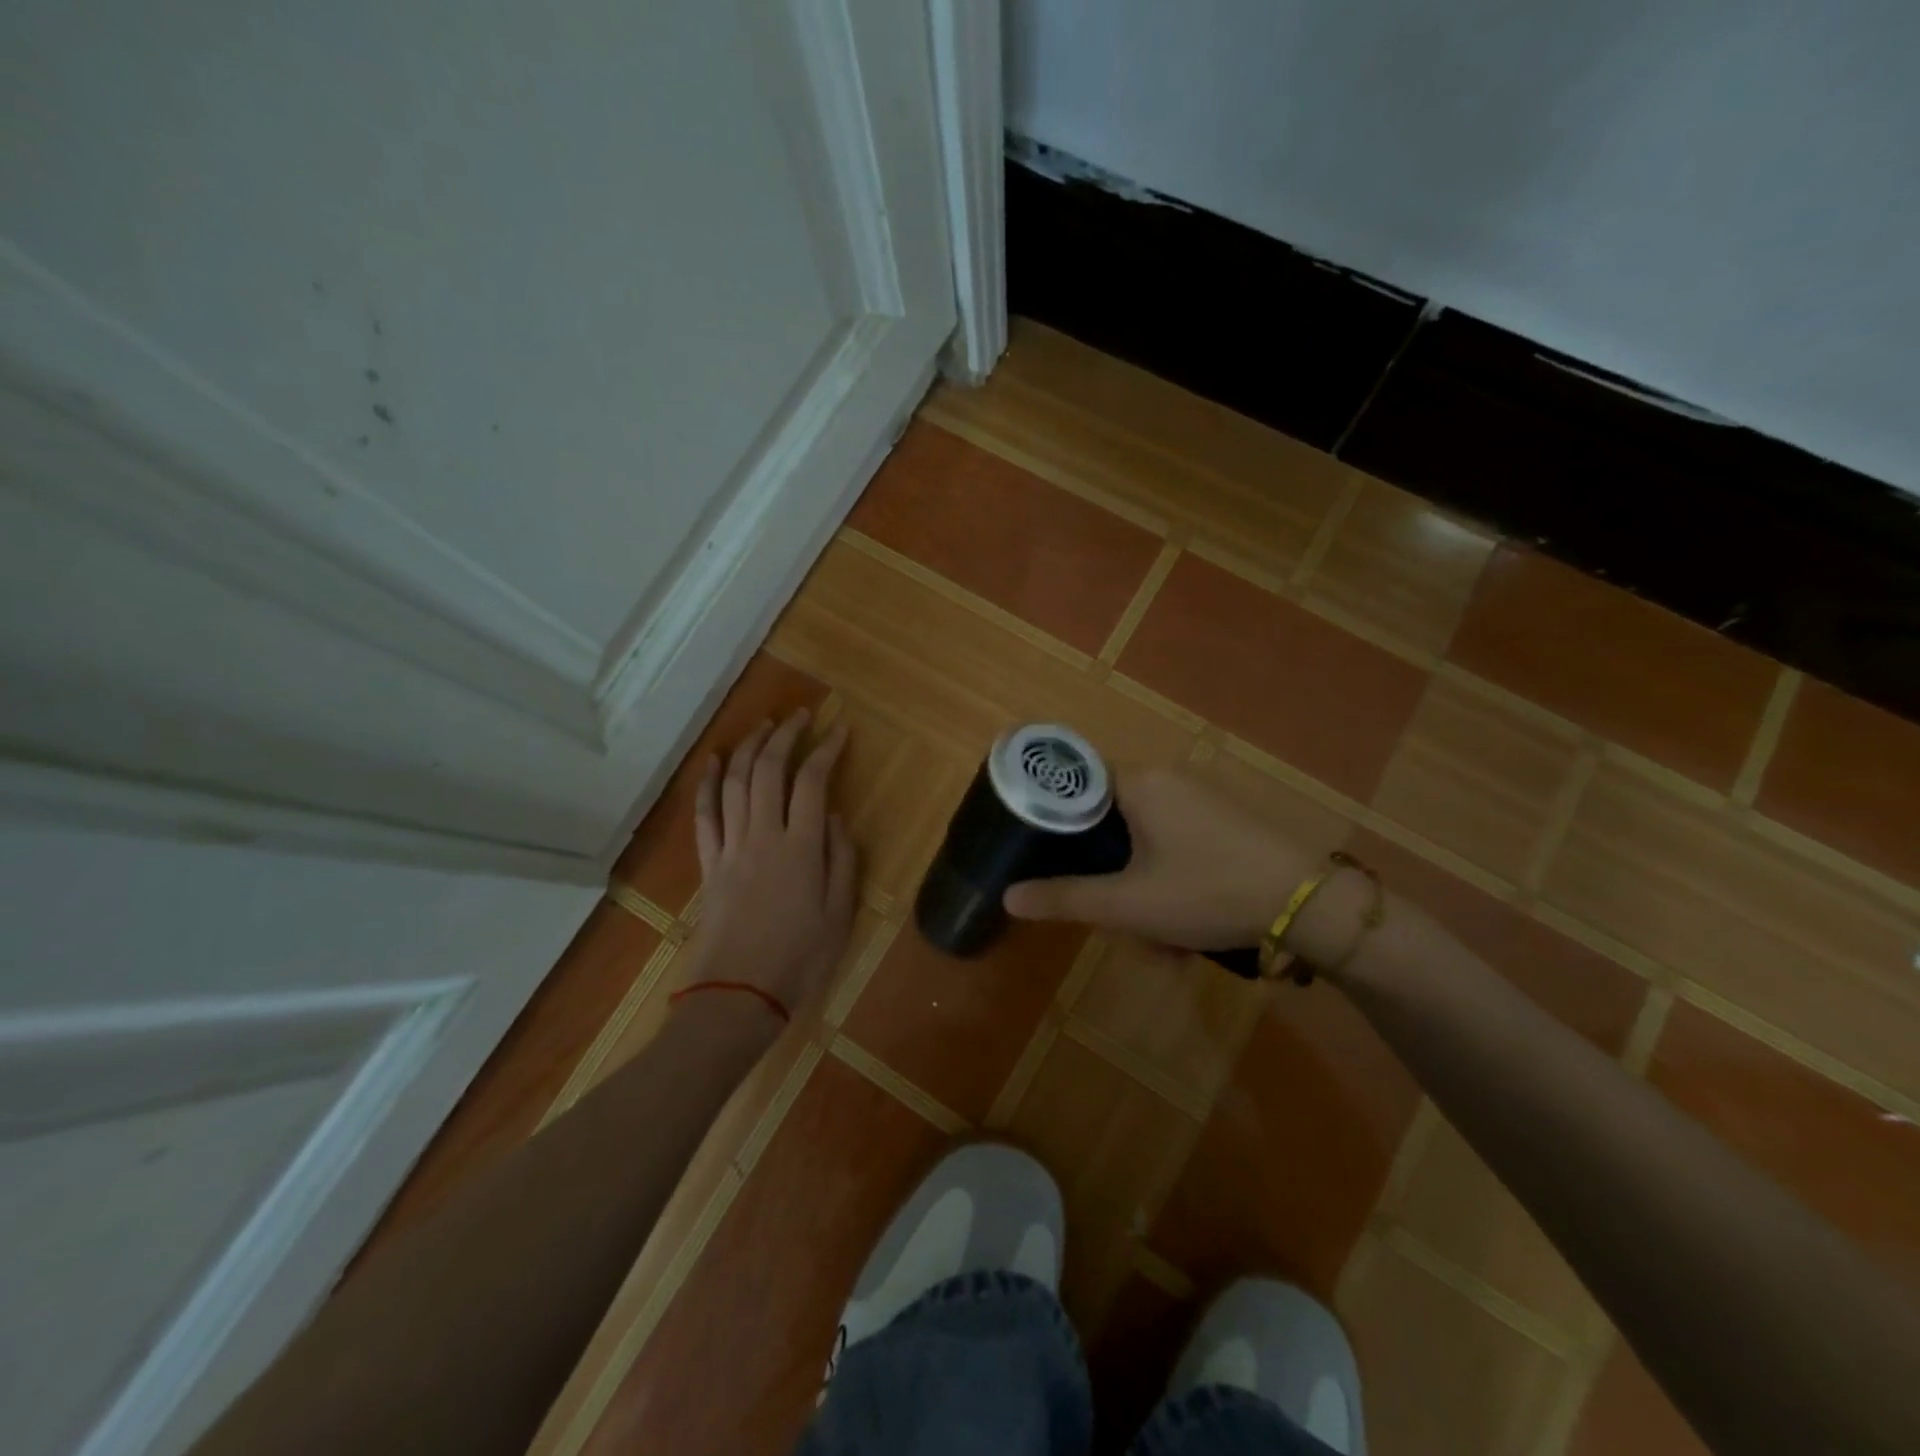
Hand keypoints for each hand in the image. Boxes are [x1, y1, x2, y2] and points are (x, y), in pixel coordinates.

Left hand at [675, 709, 856, 1025]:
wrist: (738, 994)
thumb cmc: (800, 958)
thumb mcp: (840, 913)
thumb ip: (842, 859)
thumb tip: (837, 816)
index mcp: (802, 847)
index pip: (813, 781)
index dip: (826, 750)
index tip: (839, 731)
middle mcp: (764, 835)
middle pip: (769, 770)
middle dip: (785, 735)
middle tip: (801, 716)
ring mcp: (731, 847)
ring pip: (734, 782)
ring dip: (749, 748)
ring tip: (764, 726)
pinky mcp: (710, 863)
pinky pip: (704, 814)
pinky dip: (707, 783)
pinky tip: (712, 761)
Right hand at [1002, 769, 1307, 950]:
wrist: (1308, 904)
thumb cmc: (1207, 891)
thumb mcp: (1128, 905)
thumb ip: (1065, 898)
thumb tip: (1007, 897)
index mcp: (1139, 783)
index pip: (1076, 783)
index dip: (1054, 818)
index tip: (1042, 854)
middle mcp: (1167, 779)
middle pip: (1109, 820)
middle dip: (1107, 874)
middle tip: (1114, 917)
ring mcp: (1200, 799)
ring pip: (1144, 841)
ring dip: (1140, 888)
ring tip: (1158, 940)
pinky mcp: (1224, 821)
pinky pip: (1176, 846)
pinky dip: (1170, 883)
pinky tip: (1185, 927)